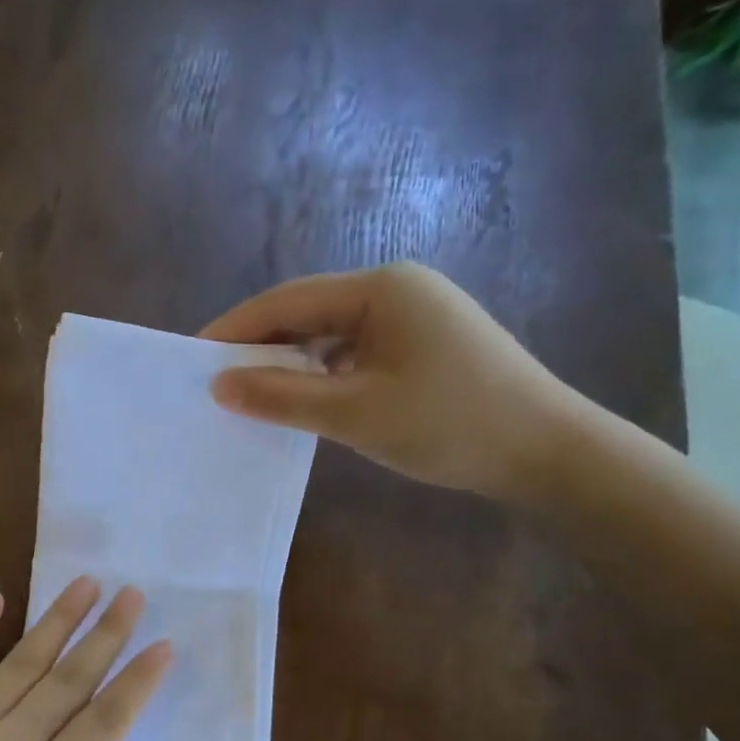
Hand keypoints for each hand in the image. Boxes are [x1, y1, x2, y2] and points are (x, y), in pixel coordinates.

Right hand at [201, 263, 594, 500]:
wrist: (546, 451)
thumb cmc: (448, 424)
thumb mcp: (354, 413)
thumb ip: (281, 397)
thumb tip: (219, 385)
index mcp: (381, 289)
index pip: (287, 301)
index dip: (235, 329)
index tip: (193, 359)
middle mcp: (396, 290)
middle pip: (307, 313)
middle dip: (260, 348)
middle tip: (216, 383)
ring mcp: (413, 317)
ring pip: (329, 336)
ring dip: (290, 364)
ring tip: (249, 396)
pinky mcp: (422, 346)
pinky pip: (353, 353)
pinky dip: (321, 376)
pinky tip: (302, 402)